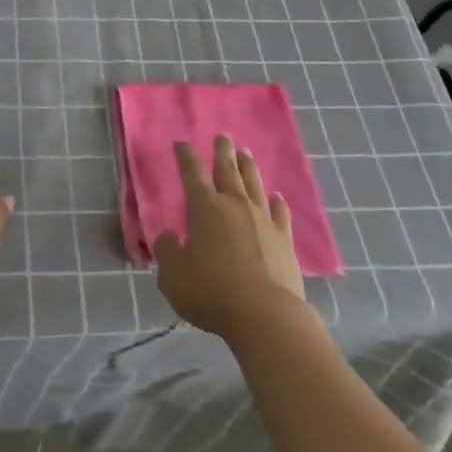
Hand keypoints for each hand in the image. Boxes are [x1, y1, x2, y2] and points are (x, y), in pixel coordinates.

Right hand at [156, 135, 309, 340]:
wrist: (266, 315)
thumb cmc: (212, 293)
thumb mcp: (174, 277)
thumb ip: (167, 252)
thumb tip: (169, 236)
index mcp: (205, 208)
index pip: (192, 174)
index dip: (185, 157)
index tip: (182, 143)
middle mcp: (234, 205)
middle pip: (227, 170)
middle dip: (223, 151)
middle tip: (223, 136)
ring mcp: (262, 220)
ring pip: (254, 184)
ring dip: (248, 167)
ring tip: (246, 153)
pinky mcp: (284, 240)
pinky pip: (280, 214)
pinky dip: (278, 203)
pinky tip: (277, 197)